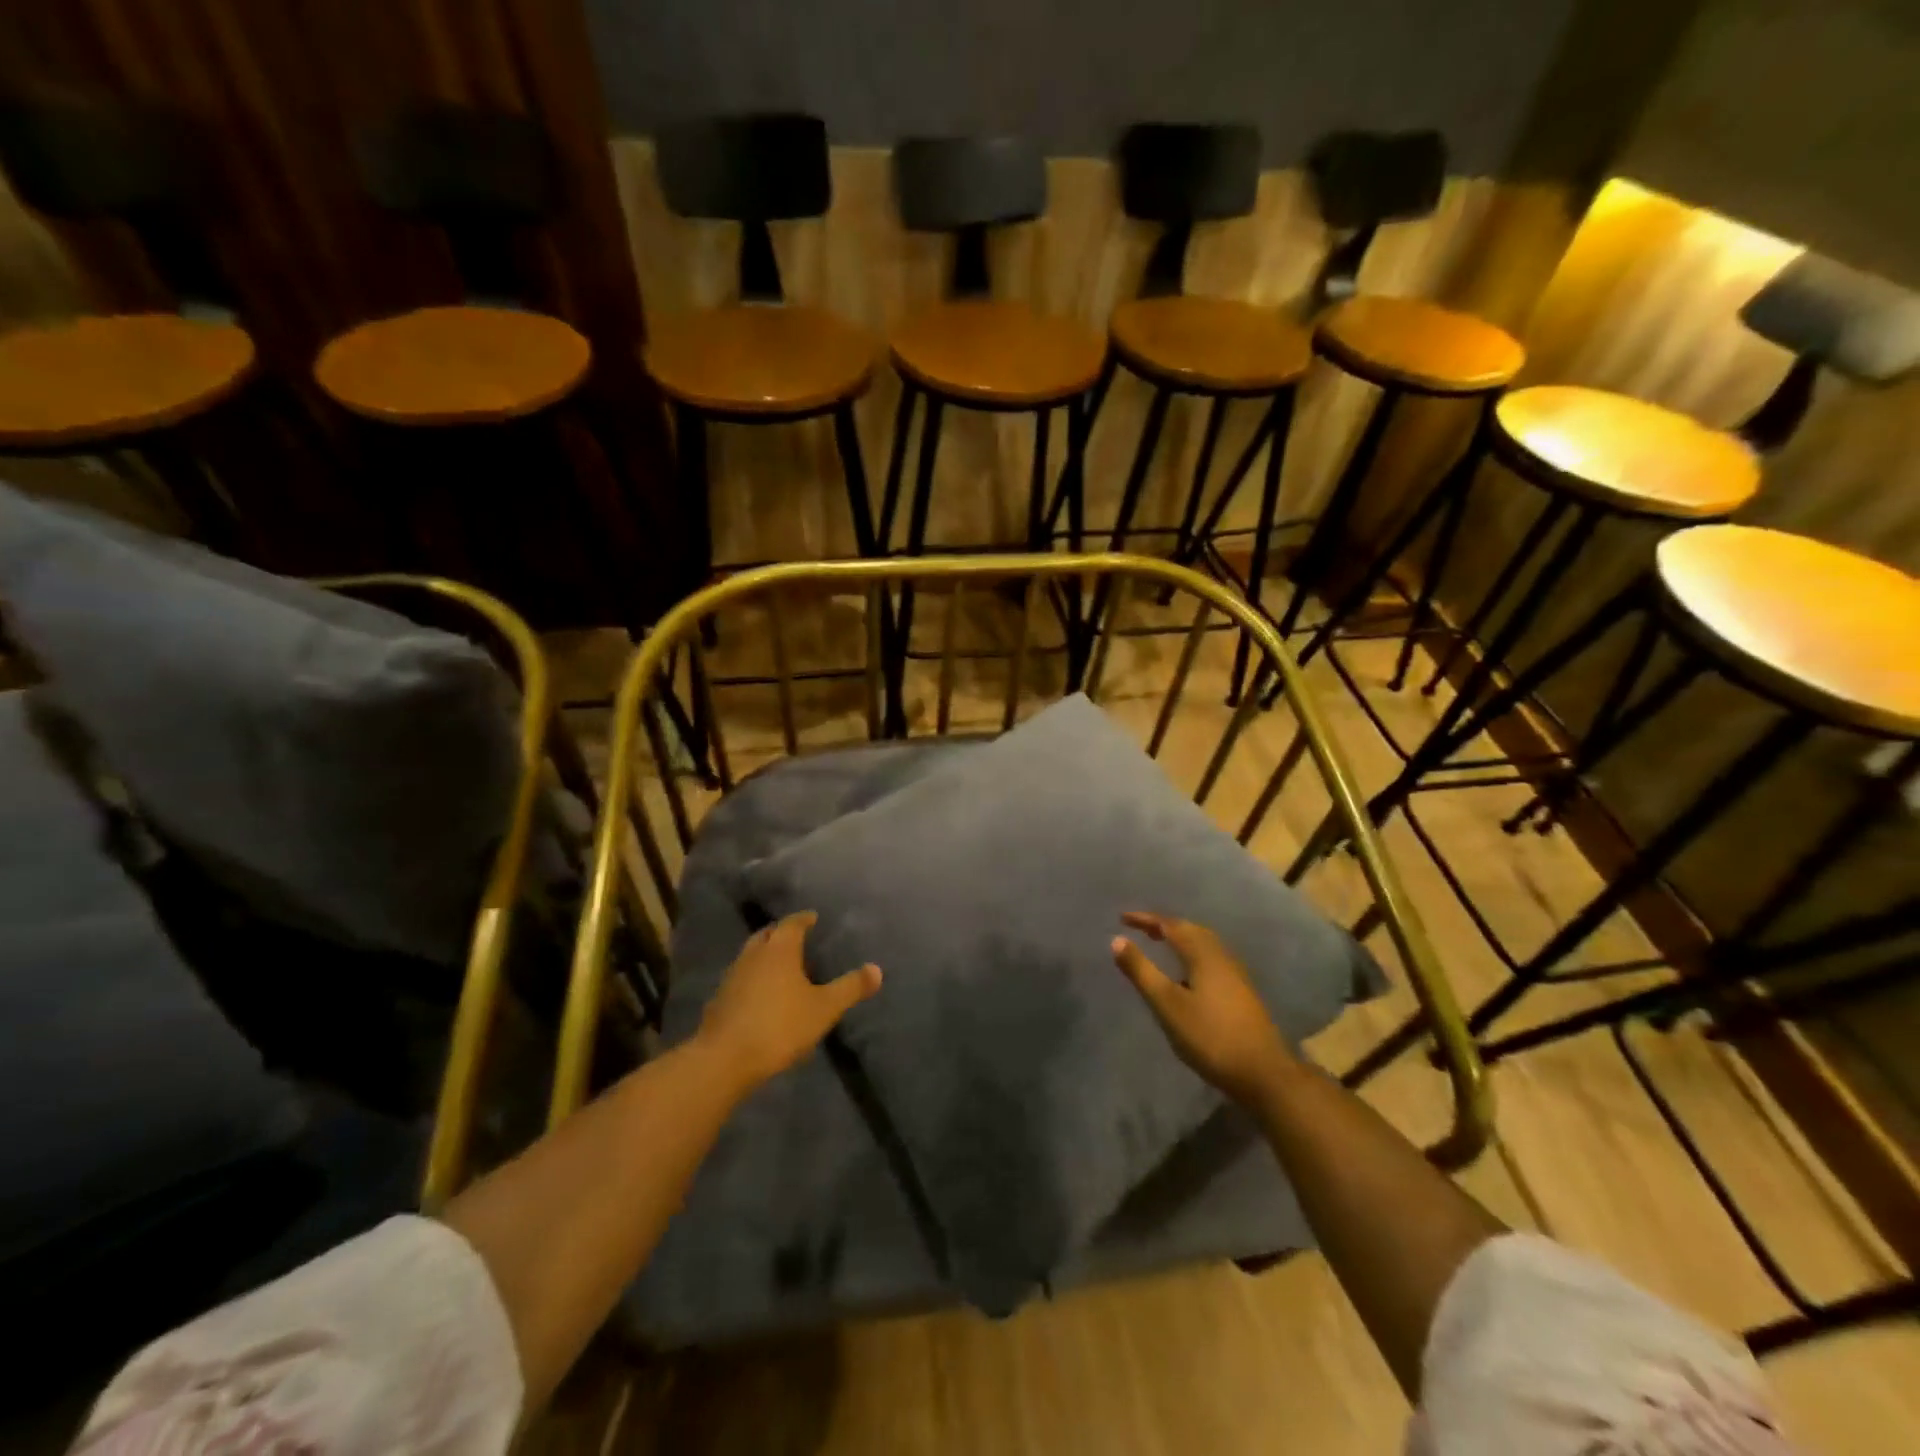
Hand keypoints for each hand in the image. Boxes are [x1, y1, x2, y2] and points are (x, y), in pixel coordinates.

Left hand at [695, 911, 881, 1096]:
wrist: (724, 1059)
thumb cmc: (779, 1026)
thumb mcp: (824, 1008)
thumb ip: (850, 988)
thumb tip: (877, 969)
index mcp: (779, 949)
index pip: (793, 923)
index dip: (804, 919)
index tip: (813, 917)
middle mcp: (753, 954)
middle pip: (768, 934)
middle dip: (782, 932)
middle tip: (797, 937)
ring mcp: (732, 976)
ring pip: (751, 954)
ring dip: (765, 954)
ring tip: (781, 965)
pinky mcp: (719, 999)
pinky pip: (741, 977)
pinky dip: (753, 977)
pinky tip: (761, 993)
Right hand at [1111, 911, 1295, 1107]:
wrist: (1264, 1073)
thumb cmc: (1210, 1036)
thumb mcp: (1167, 1004)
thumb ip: (1141, 971)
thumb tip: (1117, 939)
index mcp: (1203, 954)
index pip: (1170, 925)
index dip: (1145, 919)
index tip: (1122, 918)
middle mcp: (1221, 956)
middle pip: (1191, 930)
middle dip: (1164, 926)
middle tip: (1141, 928)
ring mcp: (1236, 975)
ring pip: (1204, 945)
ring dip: (1181, 939)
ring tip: (1162, 945)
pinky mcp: (1242, 992)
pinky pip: (1211, 959)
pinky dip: (1192, 955)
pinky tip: (1187, 975)